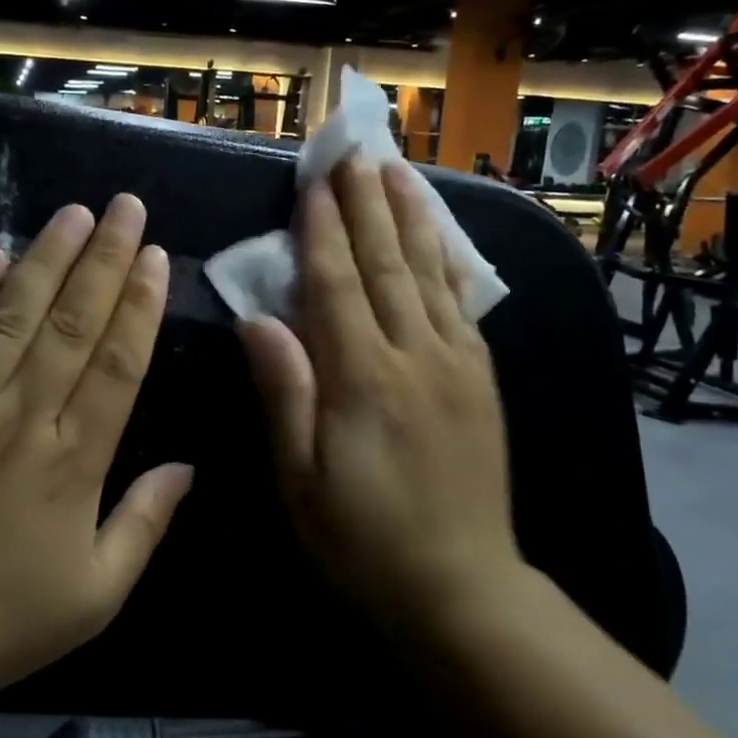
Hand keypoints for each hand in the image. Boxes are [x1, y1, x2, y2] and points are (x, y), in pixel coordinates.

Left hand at [0, 195, 192, 712]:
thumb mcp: (94, 596)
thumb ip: (145, 524)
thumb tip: (188, 466)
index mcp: (73, 462)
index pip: (117, 363)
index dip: (139, 305)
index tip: (155, 256)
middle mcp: (21, 418)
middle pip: (71, 324)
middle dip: (105, 260)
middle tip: (126, 207)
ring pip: (11, 315)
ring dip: (45, 259)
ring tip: (73, 214)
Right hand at [238, 157, 523, 645]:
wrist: (460, 586)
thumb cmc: (361, 538)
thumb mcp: (299, 478)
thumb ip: (283, 392)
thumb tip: (256, 320)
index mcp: (362, 380)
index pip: (336, 285)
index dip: (323, 230)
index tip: (315, 181)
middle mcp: (414, 356)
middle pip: (385, 264)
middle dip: (366, 204)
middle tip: (354, 152)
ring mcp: (457, 363)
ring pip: (429, 273)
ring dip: (410, 216)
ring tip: (397, 170)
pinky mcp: (481, 378)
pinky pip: (461, 302)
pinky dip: (446, 259)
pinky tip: (438, 235)